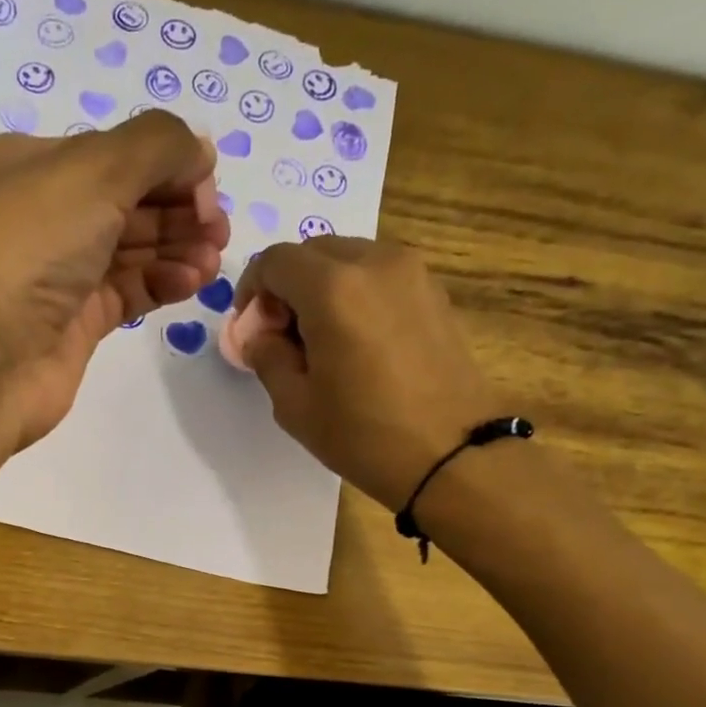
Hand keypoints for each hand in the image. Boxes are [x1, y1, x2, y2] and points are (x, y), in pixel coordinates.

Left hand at [0, 112, 228, 450]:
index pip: (112, 155)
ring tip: (213, 258)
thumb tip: (199, 151)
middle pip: (125, 202)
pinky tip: (192, 281)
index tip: (209, 186)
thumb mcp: (93, 170)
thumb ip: (157, 146)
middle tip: (218, 228)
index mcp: (29, 165)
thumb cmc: (26, 247)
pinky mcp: (72, 326)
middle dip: (177, 209)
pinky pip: (126, 293)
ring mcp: (56, 276)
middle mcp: (40, 217)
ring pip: (130, 250)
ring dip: (177, 248)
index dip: (166, 165)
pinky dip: (161, 283)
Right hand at [231, 238, 500, 510]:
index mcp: (332, 288)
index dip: (252, 290)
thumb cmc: (364, 434)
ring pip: (348, 259)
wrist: (453, 454)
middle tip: (283, 337)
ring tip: (321, 342)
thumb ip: (267, 357)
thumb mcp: (295, 404)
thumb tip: (260, 336)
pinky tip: (357, 343)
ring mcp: (412, 273)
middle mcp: (374, 263)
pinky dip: (356, 294)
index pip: (275, 261)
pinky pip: (379, 276)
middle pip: (313, 252)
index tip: (252, 329)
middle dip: (287, 287)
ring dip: (322, 288)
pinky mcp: (434, 291)